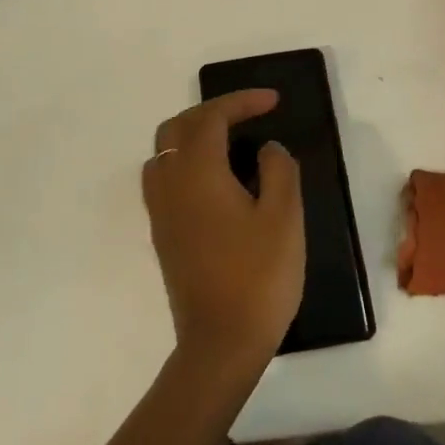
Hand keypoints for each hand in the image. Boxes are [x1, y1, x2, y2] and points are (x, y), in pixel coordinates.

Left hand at [141, 90, 303, 372]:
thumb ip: (278, 169)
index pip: (211, 117)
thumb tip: (266, 149)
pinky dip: (186, 160)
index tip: (273, 101)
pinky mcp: (162, 233)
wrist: (220, 343)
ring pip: (164, 151)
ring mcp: (160, 210)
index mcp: (197, 172)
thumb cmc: (258, 276)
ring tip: (230, 142)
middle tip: (250, 115)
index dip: (242, 101)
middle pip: (178, 127)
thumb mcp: (284, 217)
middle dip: (213, 111)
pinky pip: (164, 177)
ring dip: (194, 134)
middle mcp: (169, 183)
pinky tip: (215, 180)